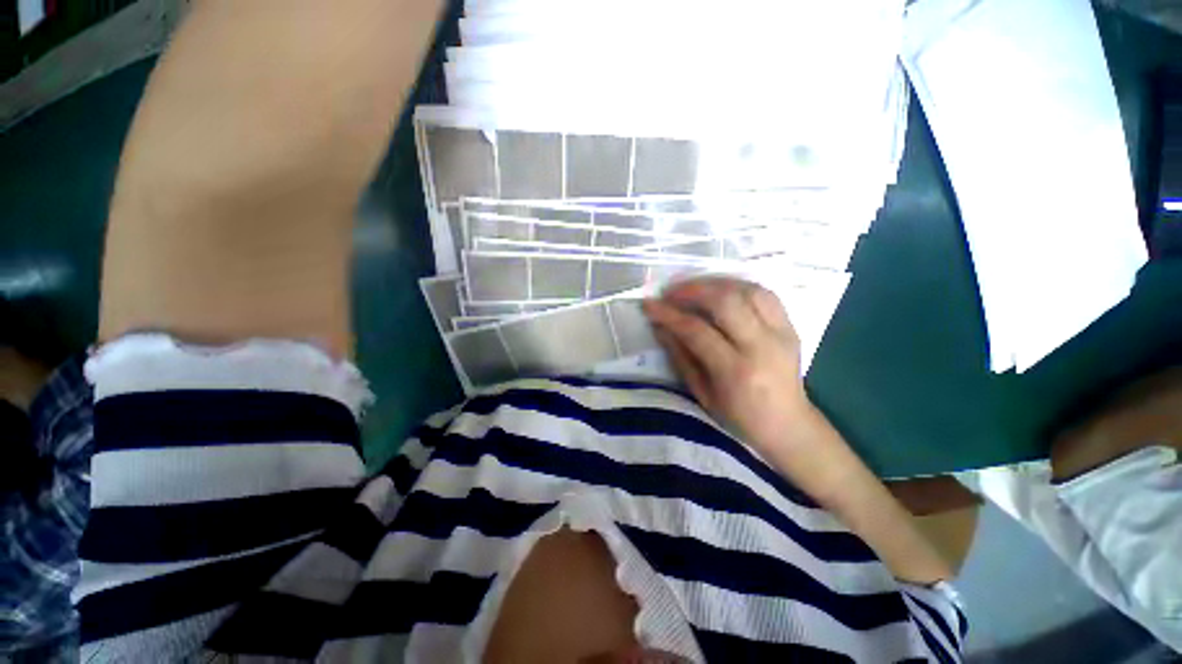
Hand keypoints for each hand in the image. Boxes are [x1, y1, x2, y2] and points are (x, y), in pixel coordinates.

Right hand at [642, 277, 809, 448]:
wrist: (788, 424)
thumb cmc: (739, 417)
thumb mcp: (701, 393)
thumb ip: (680, 356)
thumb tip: (660, 326)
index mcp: (735, 371)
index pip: (696, 330)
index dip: (669, 314)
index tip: (649, 304)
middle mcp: (761, 347)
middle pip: (725, 301)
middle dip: (692, 290)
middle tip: (671, 293)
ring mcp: (782, 333)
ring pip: (747, 290)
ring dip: (715, 283)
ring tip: (693, 289)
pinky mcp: (791, 326)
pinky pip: (764, 293)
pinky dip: (738, 286)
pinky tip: (720, 290)